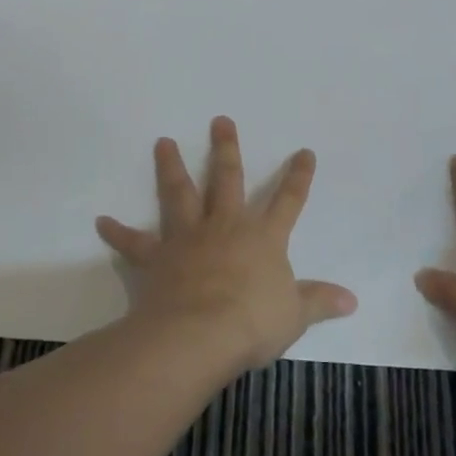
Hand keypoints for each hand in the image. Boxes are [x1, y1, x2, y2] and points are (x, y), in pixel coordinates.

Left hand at [96, 116, 357, 374]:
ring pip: (180, 193)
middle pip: (227, 179)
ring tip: (162, 142)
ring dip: (170, 167)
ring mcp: (188, 237)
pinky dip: (118, 232)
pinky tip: (102, 221)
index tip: (303, 151)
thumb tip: (352, 300)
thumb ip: (320, 302)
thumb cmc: (252, 323)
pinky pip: (134, 242)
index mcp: (262, 238)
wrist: (200, 334)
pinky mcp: (157, 256)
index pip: (287, 201)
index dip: (298, 177)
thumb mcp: (294, 315)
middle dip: (226, 149)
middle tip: (220, 120)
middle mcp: (225, 226)